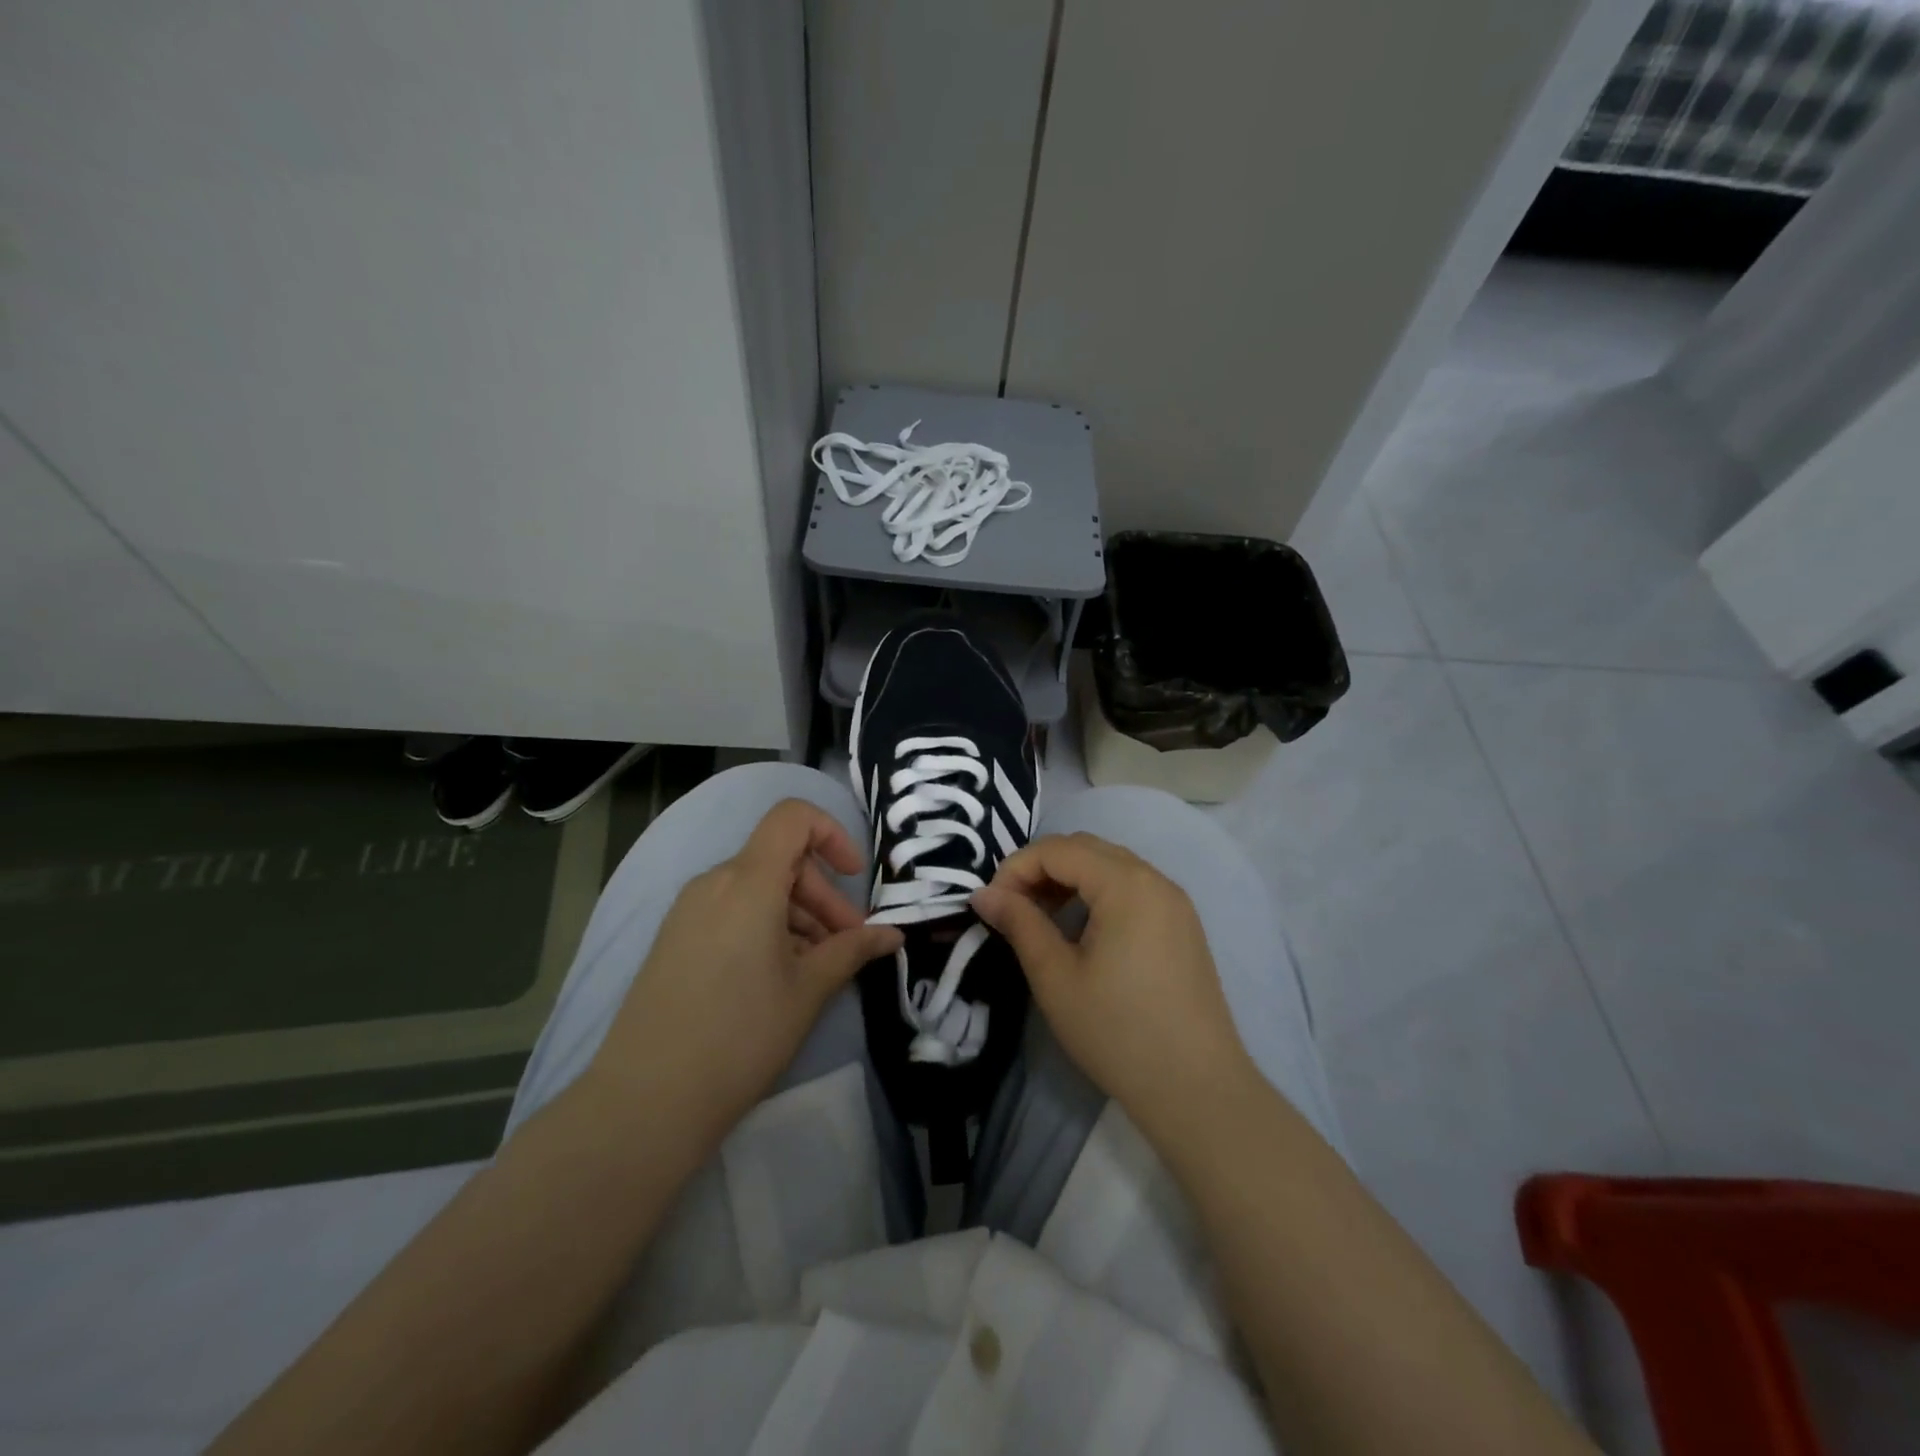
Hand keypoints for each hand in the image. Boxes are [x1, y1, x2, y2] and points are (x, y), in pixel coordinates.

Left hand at [583, 799, 901, 1156]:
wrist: (646, 1100)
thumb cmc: (740, 1035)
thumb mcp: (808, 990)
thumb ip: (853, 950)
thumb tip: (892, 935)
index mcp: (748, 882)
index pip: (792, 818)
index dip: (831, 833)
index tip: (853, 877)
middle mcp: (714, 883)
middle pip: (780, 860)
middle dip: (823, 895)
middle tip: (848, 944)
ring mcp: (688, 912)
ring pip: (757, 889)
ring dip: (797, 915)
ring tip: (818, 968)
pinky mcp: (675, 939)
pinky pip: (731, 912)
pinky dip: (765, 927)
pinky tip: (780, 976)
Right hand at [972, 833, 1256, 1137]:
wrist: (1197, 1089)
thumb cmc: (1117, 1031)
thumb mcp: (1056, 977)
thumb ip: (1020, 924)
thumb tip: (983, 895)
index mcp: (1126, 884)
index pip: (1059, 849)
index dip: (1017, 868)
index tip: (992, 905)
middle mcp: (1155, 879)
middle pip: (1087, 849)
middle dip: (1042, 868)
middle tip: (1013, 907)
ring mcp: (1175, 902)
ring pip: (1111, 866)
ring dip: (1070, 879)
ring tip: (1041, 917)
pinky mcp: (1183, 925)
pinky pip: (1132, 888)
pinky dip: (1098, 894)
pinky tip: (1081, 930)